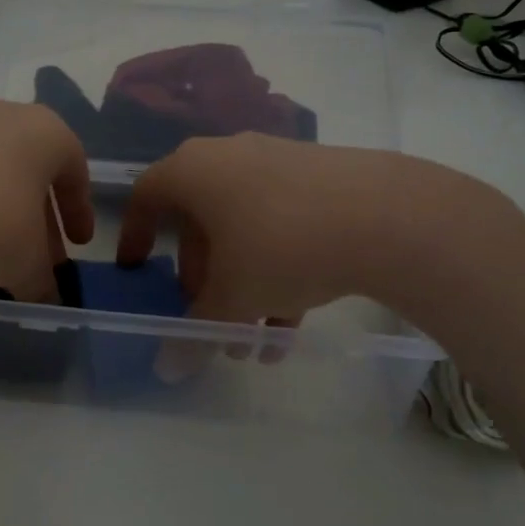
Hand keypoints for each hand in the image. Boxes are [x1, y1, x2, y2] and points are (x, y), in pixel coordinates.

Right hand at [116, 134, 524, 338]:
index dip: (134, 234)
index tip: (136, 268)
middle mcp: (230, 156)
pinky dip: (278, 268)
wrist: (390, 216)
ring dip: (243, 283)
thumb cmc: (282, 248)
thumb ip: (194, 333)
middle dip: (201, 276)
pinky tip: (294, 323)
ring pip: (244, 228)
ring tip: (257, 338)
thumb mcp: (232, 299)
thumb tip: (168, 369)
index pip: (146, 196)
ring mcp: (279, 161)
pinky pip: (282, 223)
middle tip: (209, 316)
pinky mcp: (321, 176)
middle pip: (200, 220)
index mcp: (194, 171)